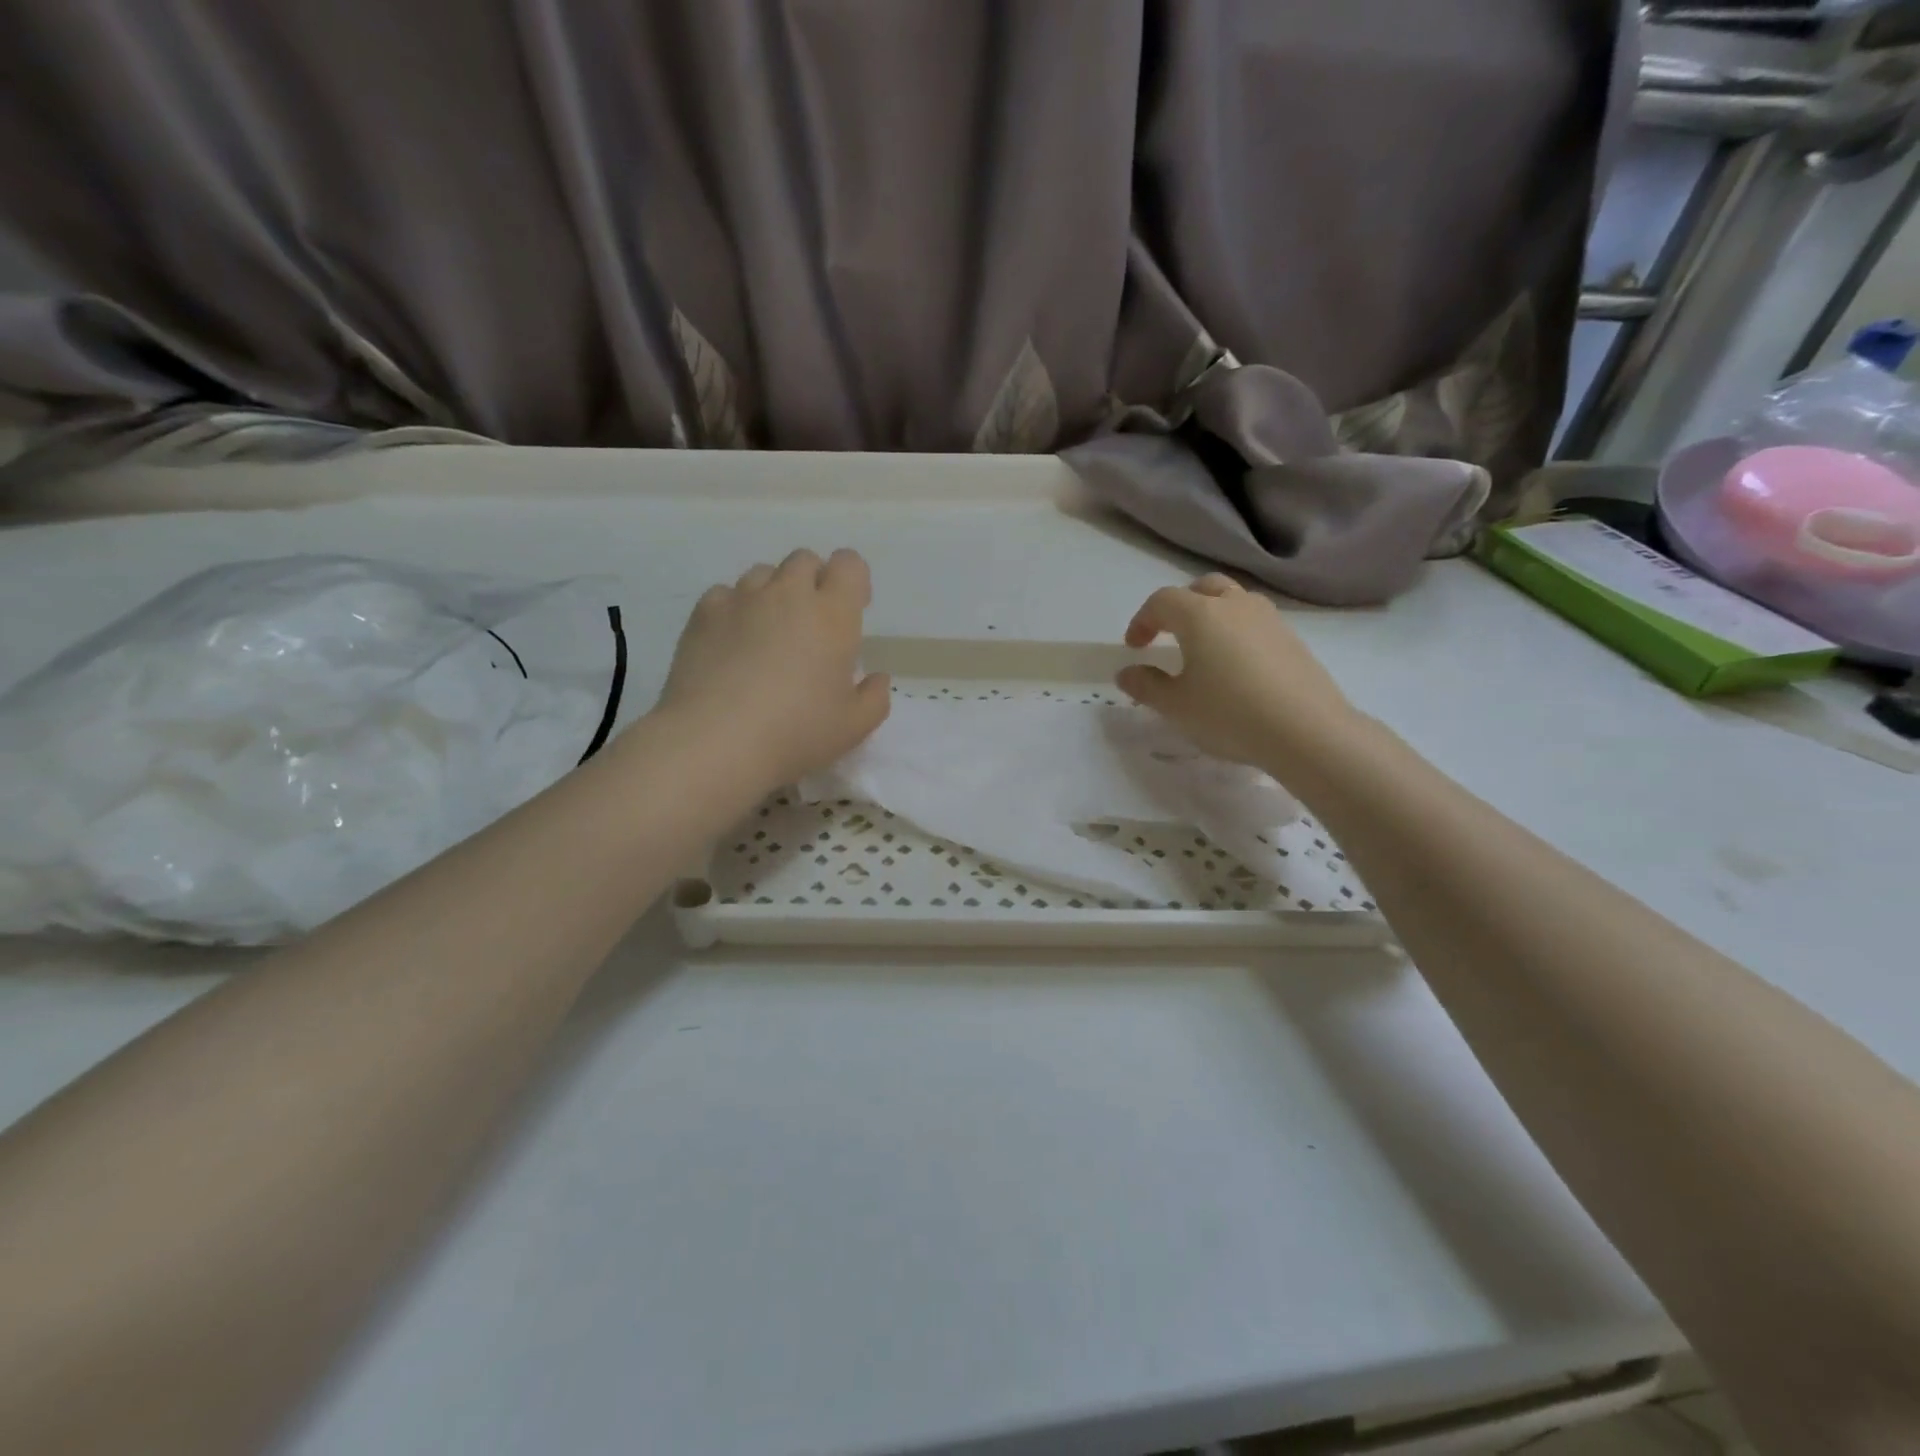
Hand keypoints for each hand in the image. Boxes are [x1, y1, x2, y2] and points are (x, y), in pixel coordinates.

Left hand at [654, 549, 890, 787]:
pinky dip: (734, 609)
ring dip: (773, 593)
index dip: (853, 580)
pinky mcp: (703, 614)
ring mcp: (742, 599)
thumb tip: (877, 678)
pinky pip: (724, 594)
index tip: (852, 609)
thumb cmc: (796, 733)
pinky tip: (731, 643)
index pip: (849, 564)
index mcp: (833, 615)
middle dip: (813, 581)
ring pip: (763, 573)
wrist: (716, 742)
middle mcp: (788, 594)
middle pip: (804, 560)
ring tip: (768, 632)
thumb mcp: (854, 727)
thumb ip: (875, 697)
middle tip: (811, 624)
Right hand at [1115, 575, 1356, 768]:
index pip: (1162, 602)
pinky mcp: (1293, 639)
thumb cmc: (1229, 714)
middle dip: (1180, 606)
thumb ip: (1146, 685)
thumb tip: (1127, 673)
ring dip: (1212, 615)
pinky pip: (1256, 622)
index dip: (1142, 621)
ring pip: (1234, 601)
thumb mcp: (1176, 706)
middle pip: (1203, 588)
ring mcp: (1269, 619)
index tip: (1135, 648)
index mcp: (1200, 615)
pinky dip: (1237, 632)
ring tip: (1204, 649)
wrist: (1307, 732)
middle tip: (1168, 634)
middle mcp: (1235, 606)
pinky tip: (1237, 667)